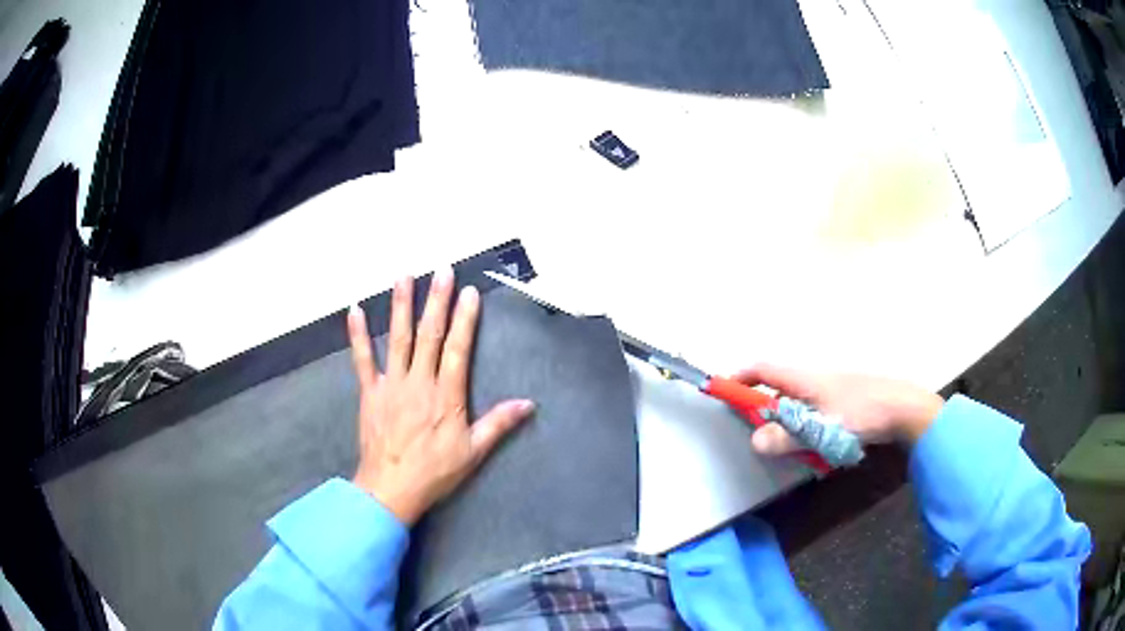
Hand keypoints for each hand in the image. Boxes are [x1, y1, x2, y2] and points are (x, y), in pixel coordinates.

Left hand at [347, 269, 534, 525]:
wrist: (391, 488)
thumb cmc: (434, 472)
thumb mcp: (473, 453)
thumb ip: (498, 424)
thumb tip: (529, 404)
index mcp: (446, 396)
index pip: (457, 349)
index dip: (465, 320)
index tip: (469, 292)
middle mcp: (419, 383)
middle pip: (429, 335)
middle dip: (437, 301)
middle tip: (442, 270)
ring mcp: (391, 384)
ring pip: (398, 339)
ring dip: (401, 306)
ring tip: (404, 276)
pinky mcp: (370, 392)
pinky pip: (362, 359)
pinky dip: (358, 335)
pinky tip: (355, 310)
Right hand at [733, 364, 944, 456]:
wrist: (903, 408)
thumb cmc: (861, 414)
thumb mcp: (821, 429)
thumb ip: (787, 437)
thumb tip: (754, 440)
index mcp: (804, 379)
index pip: (763, 369)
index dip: (741, 377)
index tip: (724, 391)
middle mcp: (814, 378)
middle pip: (778, 388)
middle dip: (766, 411)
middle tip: (766, 437)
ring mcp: (831, 388)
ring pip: (798, 403)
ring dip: (791, 424)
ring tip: (802, 449)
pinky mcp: (844, 400)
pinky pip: (815, 411)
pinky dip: (809, 426)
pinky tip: (823, 445)